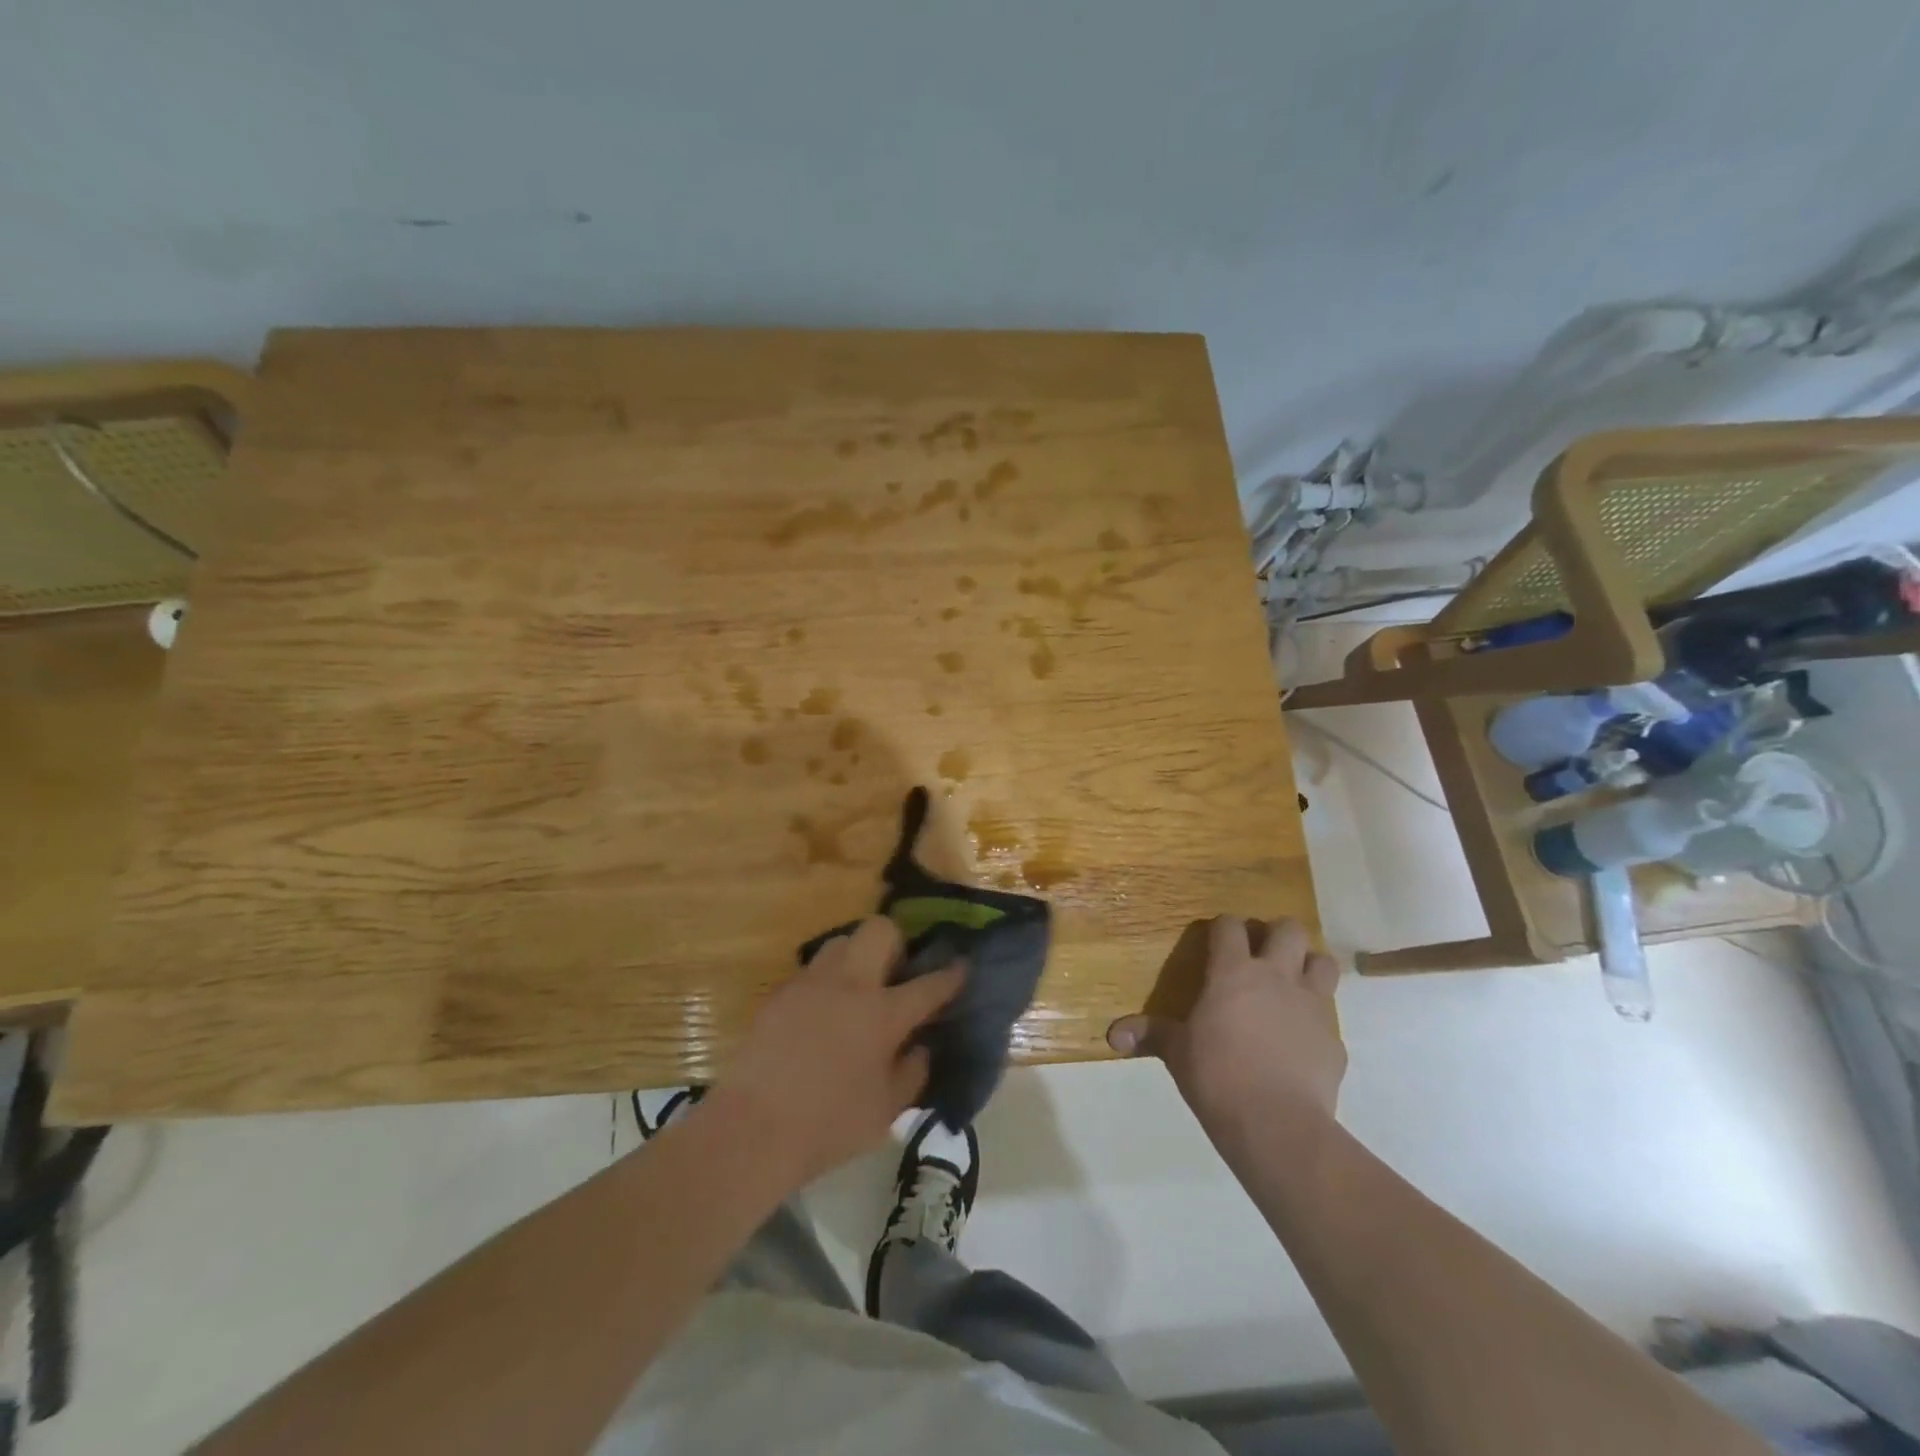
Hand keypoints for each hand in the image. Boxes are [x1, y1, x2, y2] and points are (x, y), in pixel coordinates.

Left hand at [706, 916, 962, 1191]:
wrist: (751, 1129)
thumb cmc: (828, 1125)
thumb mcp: (886, 1111)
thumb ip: (912, 1072)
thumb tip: (920, 1046)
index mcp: (883, 1013)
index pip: (929, 983)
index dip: (951, 974)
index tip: (962, 966)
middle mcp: (849, 984)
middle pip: (880, 930)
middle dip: (896, 943)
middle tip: (895, 976)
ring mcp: (810, 983)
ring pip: (841, 942)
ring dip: (857, 956)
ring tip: (857, 991)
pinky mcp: (780, 993)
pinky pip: (812, 971)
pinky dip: (827, 982)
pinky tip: (822, 1015)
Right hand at [1108, 916, 1344, 1159]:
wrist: (1277, 1124)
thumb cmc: (1217, 1076)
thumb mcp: (1177, 1053)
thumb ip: (1150, 1035)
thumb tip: (1113, 1035)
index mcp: (1233, 972)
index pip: (1230, 926)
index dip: (1224, 927)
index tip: (1217, 939)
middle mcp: (1276, 977)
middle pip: (1288, 929)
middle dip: (1277, 934)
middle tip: (1262, 955)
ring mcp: (1311, 1005)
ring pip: (1323, 962)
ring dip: (1309, 966)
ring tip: (1293, 984)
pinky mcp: (1334, 1040)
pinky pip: (1329, 1016)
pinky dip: (1316, 1021)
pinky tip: (1302, 1041)